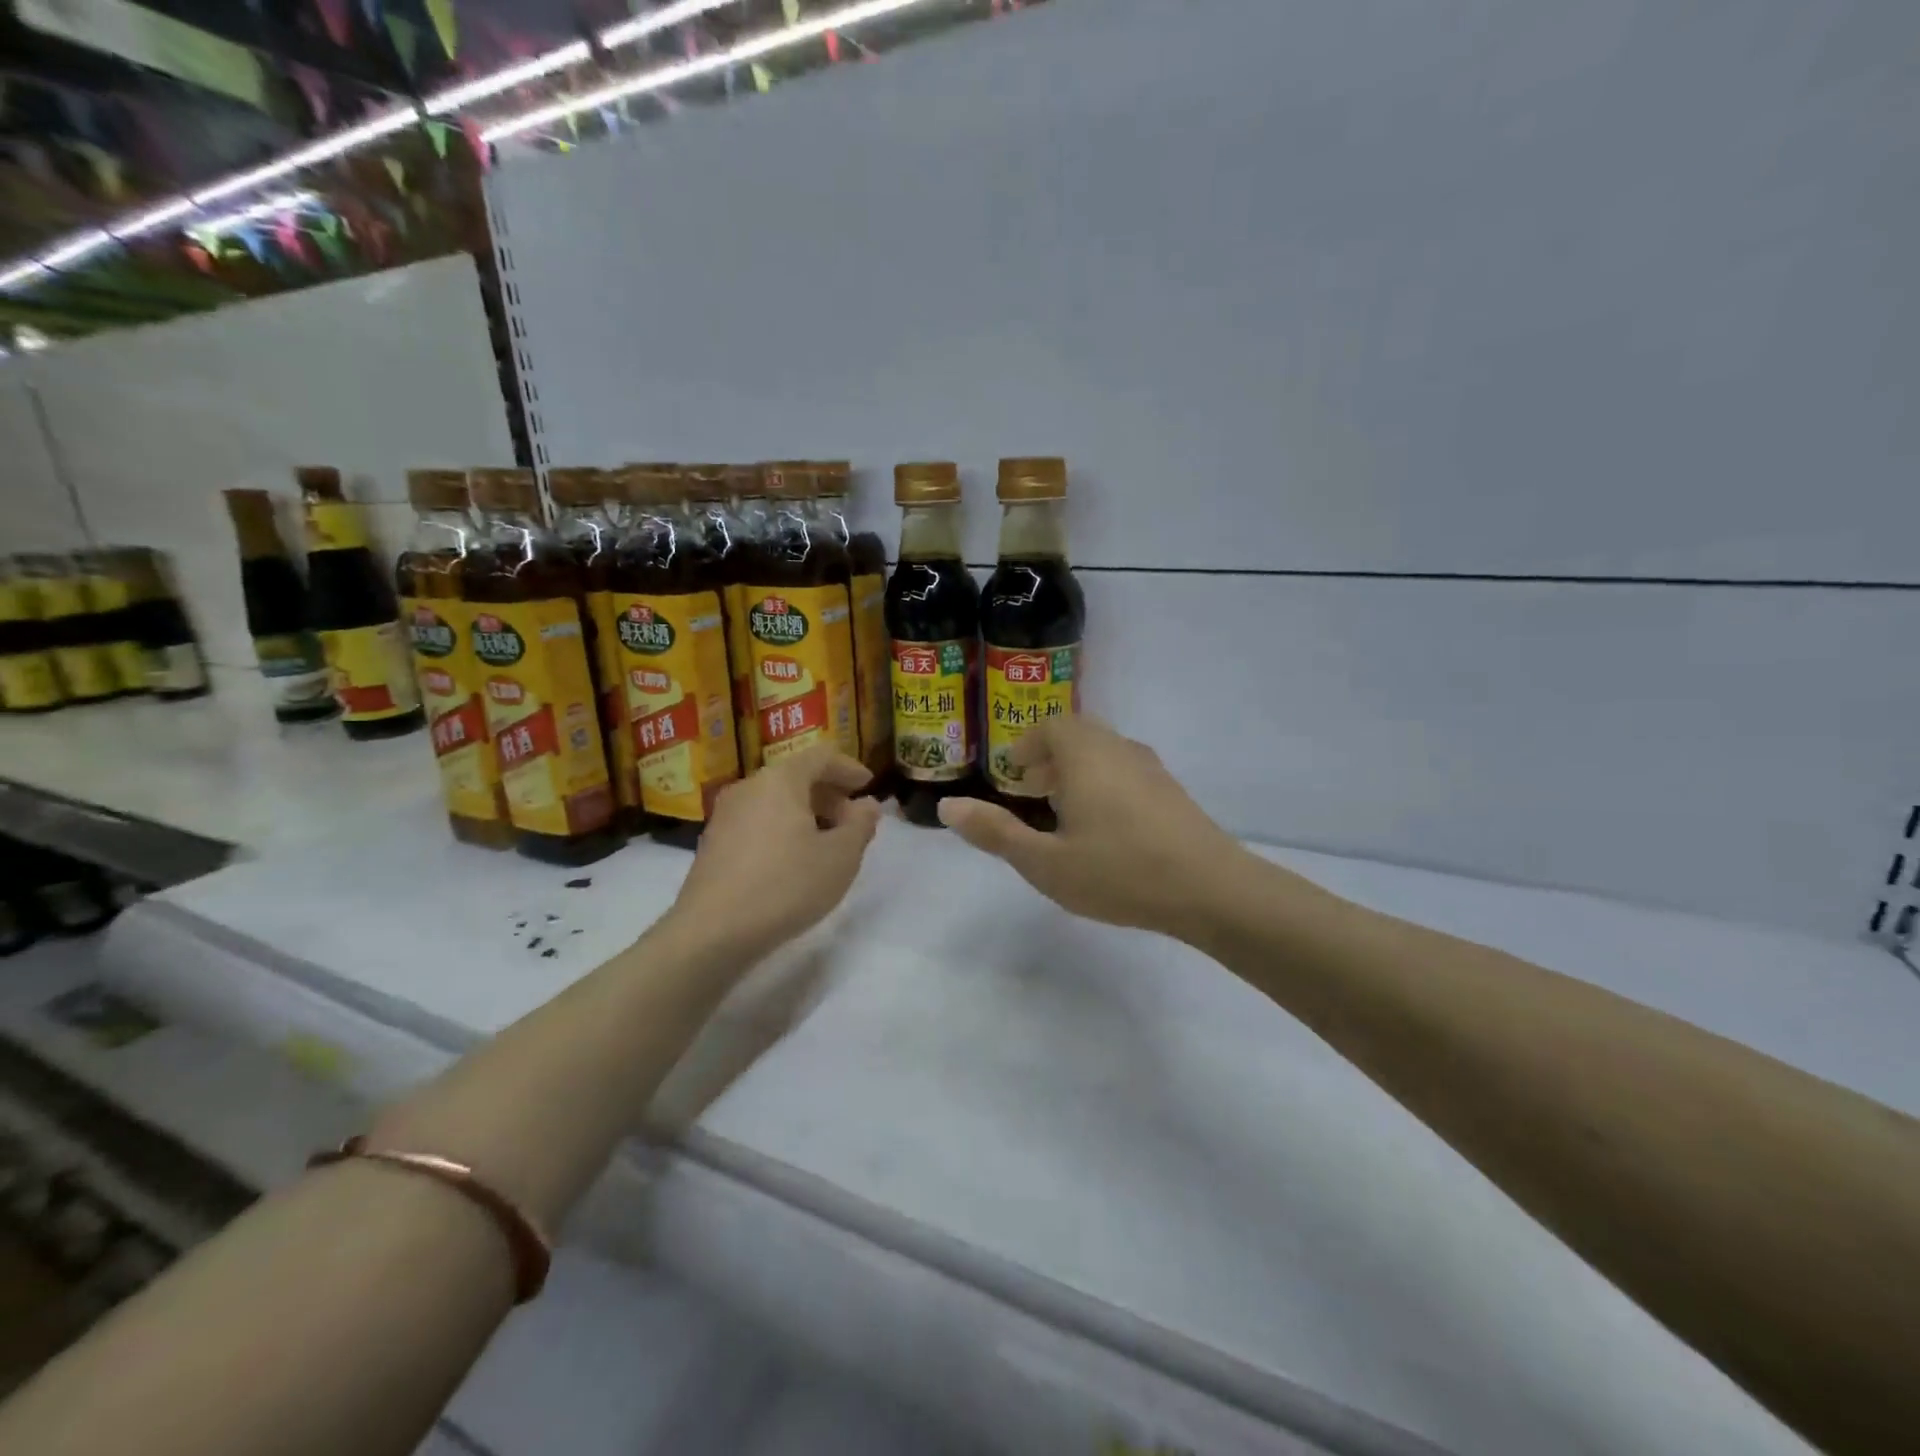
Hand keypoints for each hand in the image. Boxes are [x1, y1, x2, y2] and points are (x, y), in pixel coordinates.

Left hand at [669, 746, 881, 956]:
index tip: (868, 785)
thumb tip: (867, 805)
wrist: (712, 932)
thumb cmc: (786, 886)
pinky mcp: (713, 843)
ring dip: (806, 813)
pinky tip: (793, 861)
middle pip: (796, 777)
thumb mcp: (840, 857)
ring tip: (826, 843)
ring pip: (775, 800)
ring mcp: (725, 815)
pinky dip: (782, 829)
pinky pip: (758, 821)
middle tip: (853, 821)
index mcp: (781, 779)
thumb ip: (860, 825)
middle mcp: (749, 787)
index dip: (849, 768)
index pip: (821, 757)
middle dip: (829, 794)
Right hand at [937, 716, 1254, 939]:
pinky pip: (1126, 772)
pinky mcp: (1172, 792)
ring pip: (1105, 753)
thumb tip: (948, 806)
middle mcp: (1119, 749)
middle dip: (1050, 757)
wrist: (1211, 890)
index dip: (1027, 745)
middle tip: (1032, 791)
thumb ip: (995, 833)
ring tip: (1064, 813)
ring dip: (1078, 771)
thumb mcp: (1045, 862)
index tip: (1014, 774)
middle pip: (1079, 735)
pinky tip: (1105, 829)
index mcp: (1085, 755)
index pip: (1051, 726)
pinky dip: (1104, 784)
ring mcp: (1151, 768)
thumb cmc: (1119, 871)